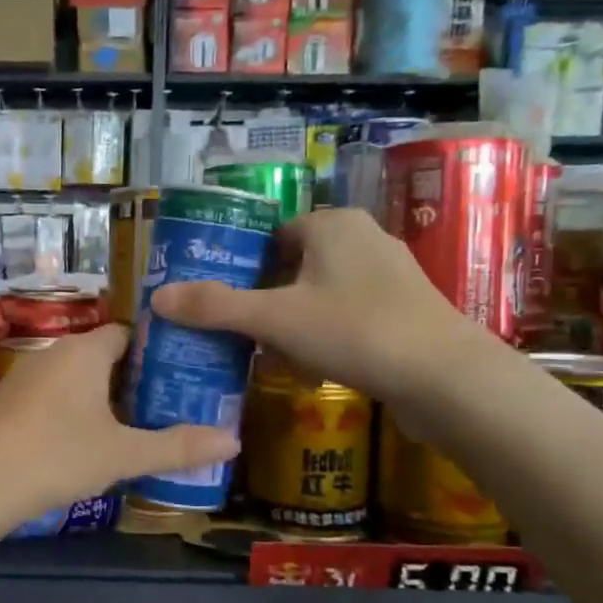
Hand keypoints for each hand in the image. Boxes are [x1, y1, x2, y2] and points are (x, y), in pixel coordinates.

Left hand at [0, 323, 237, 522]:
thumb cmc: (58, 455)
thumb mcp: (124, 454)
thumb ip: (178, 447)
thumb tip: (234, 441)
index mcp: (85, 351)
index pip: (127, 333)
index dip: (154, 351)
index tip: (179, 375)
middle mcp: (53, 353)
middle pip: (101, 355)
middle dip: (130, 378)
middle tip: (164, 405)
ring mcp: (24, 377)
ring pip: (74, 378)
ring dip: (99, 397)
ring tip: (129, 426)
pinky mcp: (5, 402)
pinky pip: (50, 396)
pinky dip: (70, 411)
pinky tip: (80, 443)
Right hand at [149, 208, 490, 410]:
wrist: (446, 378)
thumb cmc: (355, 330)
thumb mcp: (274, 319)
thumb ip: (216, 307)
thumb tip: (157, 297)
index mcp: (332, 224)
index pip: (272, 233)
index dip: (241, 263)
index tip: (218, 297)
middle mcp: (363, 238)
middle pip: (294, 263)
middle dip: (264, 296)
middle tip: (235, 328)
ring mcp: (391, 275)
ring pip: (321, 291)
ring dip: (293, 318)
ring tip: (265, 351)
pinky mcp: (406, 310)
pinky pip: (349, 314)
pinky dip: (325, 333)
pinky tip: (311, 365)